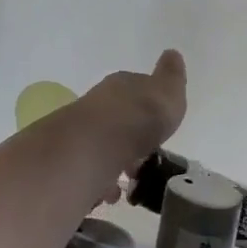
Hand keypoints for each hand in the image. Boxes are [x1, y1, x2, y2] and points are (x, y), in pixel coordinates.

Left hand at [75, 49, 187, 173]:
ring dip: (116, 160)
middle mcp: (99, 103)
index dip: (147, 107)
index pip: (135, 89)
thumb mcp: (168, 91)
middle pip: (117, 119)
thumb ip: (171, 76)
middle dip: (131, 137)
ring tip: (130, 180)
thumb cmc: (140, 115)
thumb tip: (172, 53)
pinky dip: (102, 180)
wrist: (98, 143)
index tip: (157, 125)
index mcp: (122, 85)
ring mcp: (83, 131)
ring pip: (103, 145)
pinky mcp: (74, 159)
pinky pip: (92, 169)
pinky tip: (111, 194)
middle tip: (145, 157)